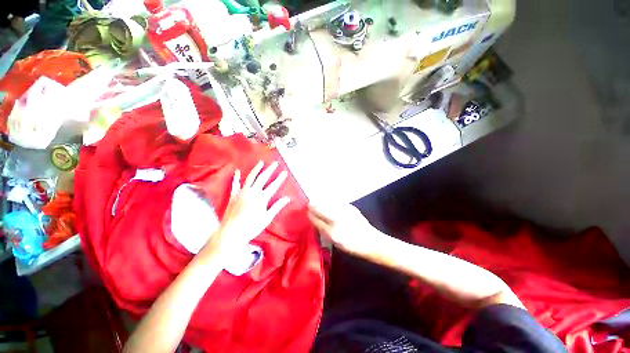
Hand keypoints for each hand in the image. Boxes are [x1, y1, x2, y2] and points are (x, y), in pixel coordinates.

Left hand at [212, 161, 289, 252]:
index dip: (280, 178)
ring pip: (250, 177)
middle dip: (270, 170)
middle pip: (263, 178)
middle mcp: (252, 192)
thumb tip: (287, 198)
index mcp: (262, 197)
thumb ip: (277, 206)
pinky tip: (237, 171)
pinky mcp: (233, 195)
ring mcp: (242, 192)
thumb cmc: (252, 226)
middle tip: (275, 163)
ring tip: (260, 163)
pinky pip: (235, 184)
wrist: (232, 232)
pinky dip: (236, 177)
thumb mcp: (267, 217)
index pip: (274, 186)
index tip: (285, 172)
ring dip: (256, 169)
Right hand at [307, 203, 377, 255]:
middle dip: (314, 206)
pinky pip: (336, 202)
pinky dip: (330, 202)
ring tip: (317, 202)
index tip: (307, 211)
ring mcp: (344, 212)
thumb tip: (315, 219)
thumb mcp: (335, 242)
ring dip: (321, 202)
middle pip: (321, 209)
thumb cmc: (352, 245)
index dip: (311, 215)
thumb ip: (324, 230)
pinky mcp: (351, 207)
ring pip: (328, 204)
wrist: (371, 241)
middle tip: (310, 204)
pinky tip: (329, 203)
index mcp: (332, 232)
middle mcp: (337, 220)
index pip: (317, 220)